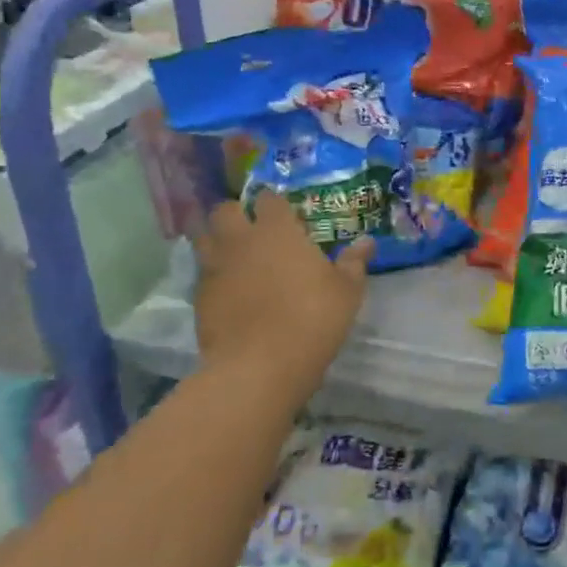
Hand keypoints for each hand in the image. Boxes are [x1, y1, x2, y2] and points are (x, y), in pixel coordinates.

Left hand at [192, 192, 372, 396]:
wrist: (259, 367)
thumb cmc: (311, 319)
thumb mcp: (346, 292)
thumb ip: (354, 262)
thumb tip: (367, 242)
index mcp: (277, 230)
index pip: (268, 198)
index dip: (275, 203)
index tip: (286, 215)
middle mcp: (241, 240)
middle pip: (225, 210)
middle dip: (236, 214)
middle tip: (253, 230)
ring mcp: (215, 268)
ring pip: (204, 238)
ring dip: (216, 240)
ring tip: (235, 255)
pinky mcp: (199, 297)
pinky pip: (203, 274)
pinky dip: (213, 275)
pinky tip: (229, 291)